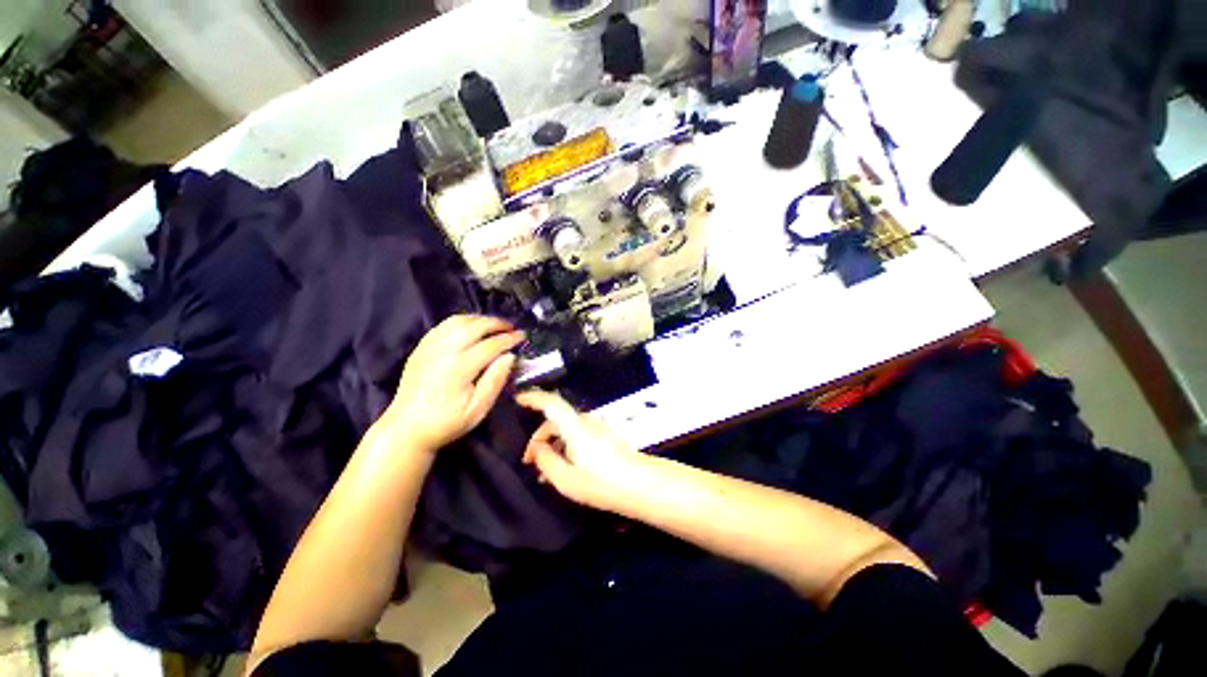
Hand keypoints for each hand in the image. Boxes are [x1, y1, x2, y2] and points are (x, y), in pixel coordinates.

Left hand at [384, 315, 523, 453]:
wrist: (406, 428)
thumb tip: (510, 356)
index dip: (509, 339)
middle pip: (474, 327)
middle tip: (511, 328)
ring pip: (457, 321)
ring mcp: (429, 347)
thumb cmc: (447, 422)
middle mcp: (443, 352)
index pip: (490, 345)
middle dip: (496, 323)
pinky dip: (462, 321)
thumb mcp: (478, 410)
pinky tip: (471, 328)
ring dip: (479, 319)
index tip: (522, 337)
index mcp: (459, 369)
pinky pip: (444, 325)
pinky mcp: (421, 348)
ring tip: (494, 325)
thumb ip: (495, 381)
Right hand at [516, 390, 648, 512]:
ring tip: (545, 471)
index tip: (517, 400)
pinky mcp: (605, 436)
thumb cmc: (602, 482)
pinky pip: (578, 435)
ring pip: (567, 429)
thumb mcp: (566, 479)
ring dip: (553, 444)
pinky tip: (564, 468)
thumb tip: (536, 448)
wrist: (641, 485)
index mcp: (575, 426)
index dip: (532, 398)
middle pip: (556, 420)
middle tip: (529, 462)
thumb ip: (546, 460)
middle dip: (539, 438)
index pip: (551, 402)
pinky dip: (566, 446)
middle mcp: (586, 422)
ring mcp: (597, 428)